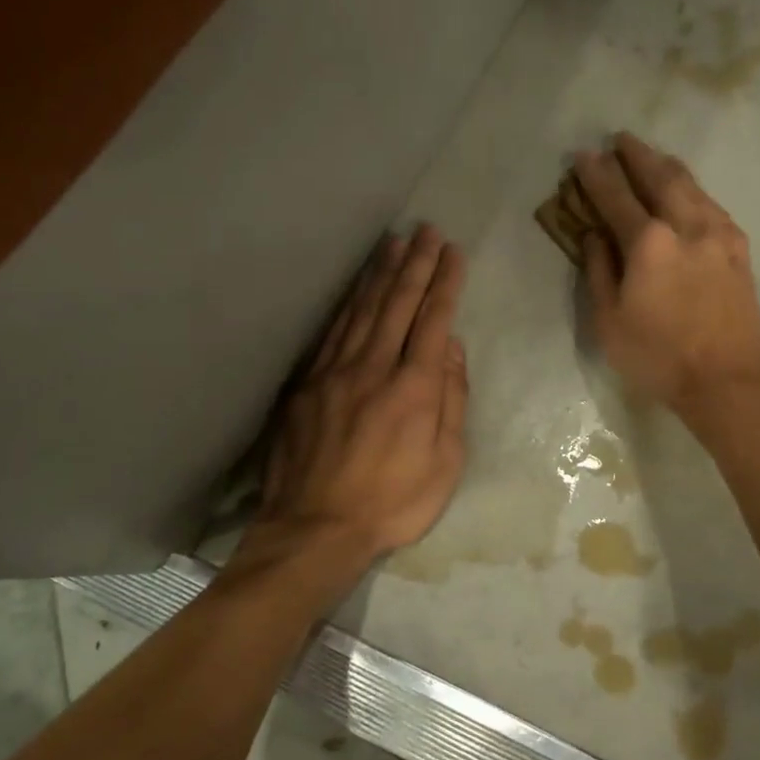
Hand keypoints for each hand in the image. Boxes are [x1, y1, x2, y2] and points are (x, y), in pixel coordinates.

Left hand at [256, 225, 469, 566]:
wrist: (315, 529)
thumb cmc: (392, 503)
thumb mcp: (444, 463)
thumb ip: (451, 400)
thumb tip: (450, 347)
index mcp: (413, 388)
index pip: (432, 320)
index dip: (444, 283)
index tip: (453, 251)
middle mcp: (373, 368)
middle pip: (396, 303)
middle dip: (414, 263)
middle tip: (425, 230)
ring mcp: (334, 372)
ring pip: (361, 310)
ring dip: (379, 273)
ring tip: (392, 242)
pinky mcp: (307, 385)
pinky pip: (331, 332)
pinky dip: (346, 303)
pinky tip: (355, 288)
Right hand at [575, 133, 759, 421]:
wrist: (729, 382)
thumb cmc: (658, 357)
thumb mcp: (609, 322)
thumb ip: (600, 271)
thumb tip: (595, 236)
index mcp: (649, 243)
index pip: (616, 196)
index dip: (597, 174)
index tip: (583, 154)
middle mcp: (687, 226)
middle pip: (660, 177)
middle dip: (637, 155)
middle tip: (621, 139)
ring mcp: (719, 235)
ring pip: (691, 186)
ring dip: (667, 166)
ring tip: (652, 156)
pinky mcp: (739, 250)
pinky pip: (712, 205)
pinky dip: (693, 190)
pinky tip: (688, 193)